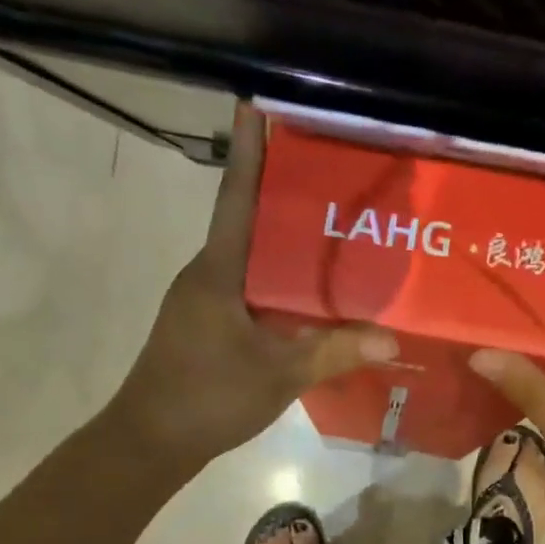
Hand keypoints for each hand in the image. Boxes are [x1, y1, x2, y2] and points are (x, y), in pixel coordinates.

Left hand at [112, 102, 397, 465]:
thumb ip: (333, 352)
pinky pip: (248, 287)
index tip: (256, 103)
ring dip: (282, 239)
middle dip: (282, 192)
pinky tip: (309, 291)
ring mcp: (203, 300)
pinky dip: (277, 279)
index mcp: (218, 271)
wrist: (151, 440)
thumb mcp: (278, 375)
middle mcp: (207, 274)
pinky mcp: (206, 323)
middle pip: (247, 221)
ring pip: (249, 257)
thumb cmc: (207, 397)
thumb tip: (392, 340)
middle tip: (330, 170)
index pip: (236, 198)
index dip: (249, 152)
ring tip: (332, 226)